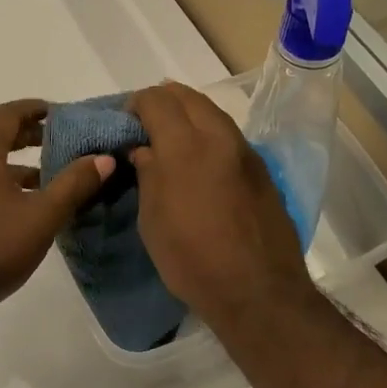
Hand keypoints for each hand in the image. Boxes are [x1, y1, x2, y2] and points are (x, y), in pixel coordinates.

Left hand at [0, 99, 113, 326]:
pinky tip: (24, 203)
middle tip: (62, 140)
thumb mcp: (42, 216)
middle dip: (29, 135)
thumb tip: (104, 158)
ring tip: (50, 174)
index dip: (35, 109)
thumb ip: (74, 184)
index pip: (7, 114)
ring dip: (16, 161)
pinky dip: (1, 180)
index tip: (62, 113)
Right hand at [127, 81, 316, 331]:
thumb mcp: (152, 219)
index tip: (125, 123)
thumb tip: (145, 149)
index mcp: (185, 146)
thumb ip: (147, 174)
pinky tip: (199, 159)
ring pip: (212, 111)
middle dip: (163, 101)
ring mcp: (245, 151)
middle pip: (187, 96)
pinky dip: (208, 133)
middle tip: (145, 125)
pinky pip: (228, 134)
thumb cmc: (192, 258)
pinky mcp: (261, 169)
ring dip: (188, 114)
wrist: (258, 291)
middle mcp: (218, 137)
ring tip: (170, 139)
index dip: (136, 104)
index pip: (156, 100)